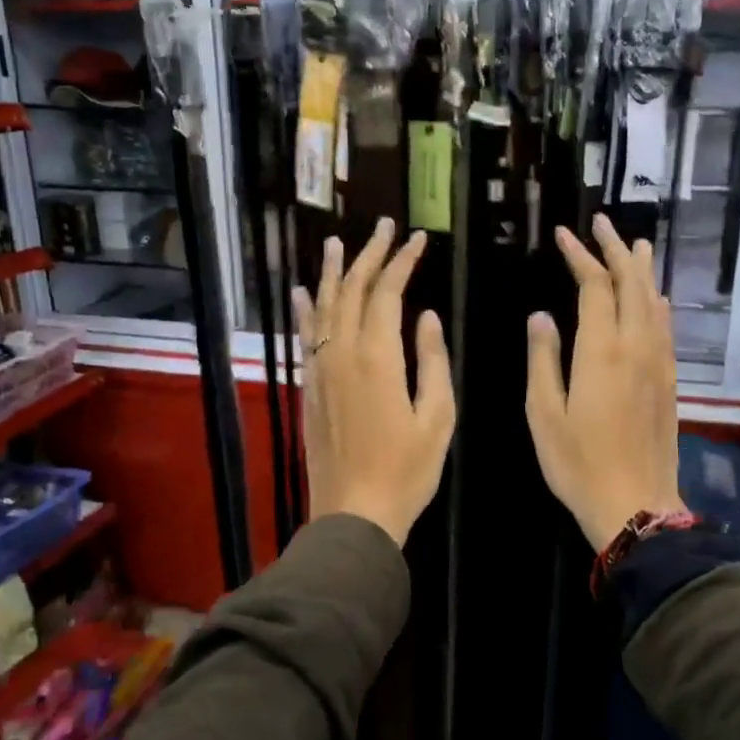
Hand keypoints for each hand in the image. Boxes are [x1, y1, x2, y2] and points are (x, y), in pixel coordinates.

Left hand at [295, 218, 454, 545]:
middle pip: (351, 290)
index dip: (402, 261)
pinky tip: (302, 292)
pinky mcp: (309, 387)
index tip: (416, 239)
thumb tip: (427, 316)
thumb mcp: (438, 417)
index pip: (387, 292)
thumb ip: (433, 360)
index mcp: (378, 357)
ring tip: (337, 243)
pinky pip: (305, 336)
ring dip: (332, 272)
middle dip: (369, 255)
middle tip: (383, 227)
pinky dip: (304, 310)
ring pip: (323, 307)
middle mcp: (342, 352)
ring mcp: (320, 369)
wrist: (355, 513)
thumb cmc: (407, 469)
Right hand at [526, 214, 684, 551]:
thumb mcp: (544, 413)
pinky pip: (666, 326)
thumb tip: (542, 317)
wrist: (635, 503)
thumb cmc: (578, 462)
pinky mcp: (669, 380)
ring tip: (634, 245)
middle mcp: (636, 346)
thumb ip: (544, 359)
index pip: (595, 286)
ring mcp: (658, 362)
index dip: (580, 256)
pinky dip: (657, 301)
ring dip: (641, 270)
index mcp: (601, 351)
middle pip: (631, 284)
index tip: (564, 235)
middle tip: (601, 224)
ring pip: (654, 301)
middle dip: (615, 249)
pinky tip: (654, 298)